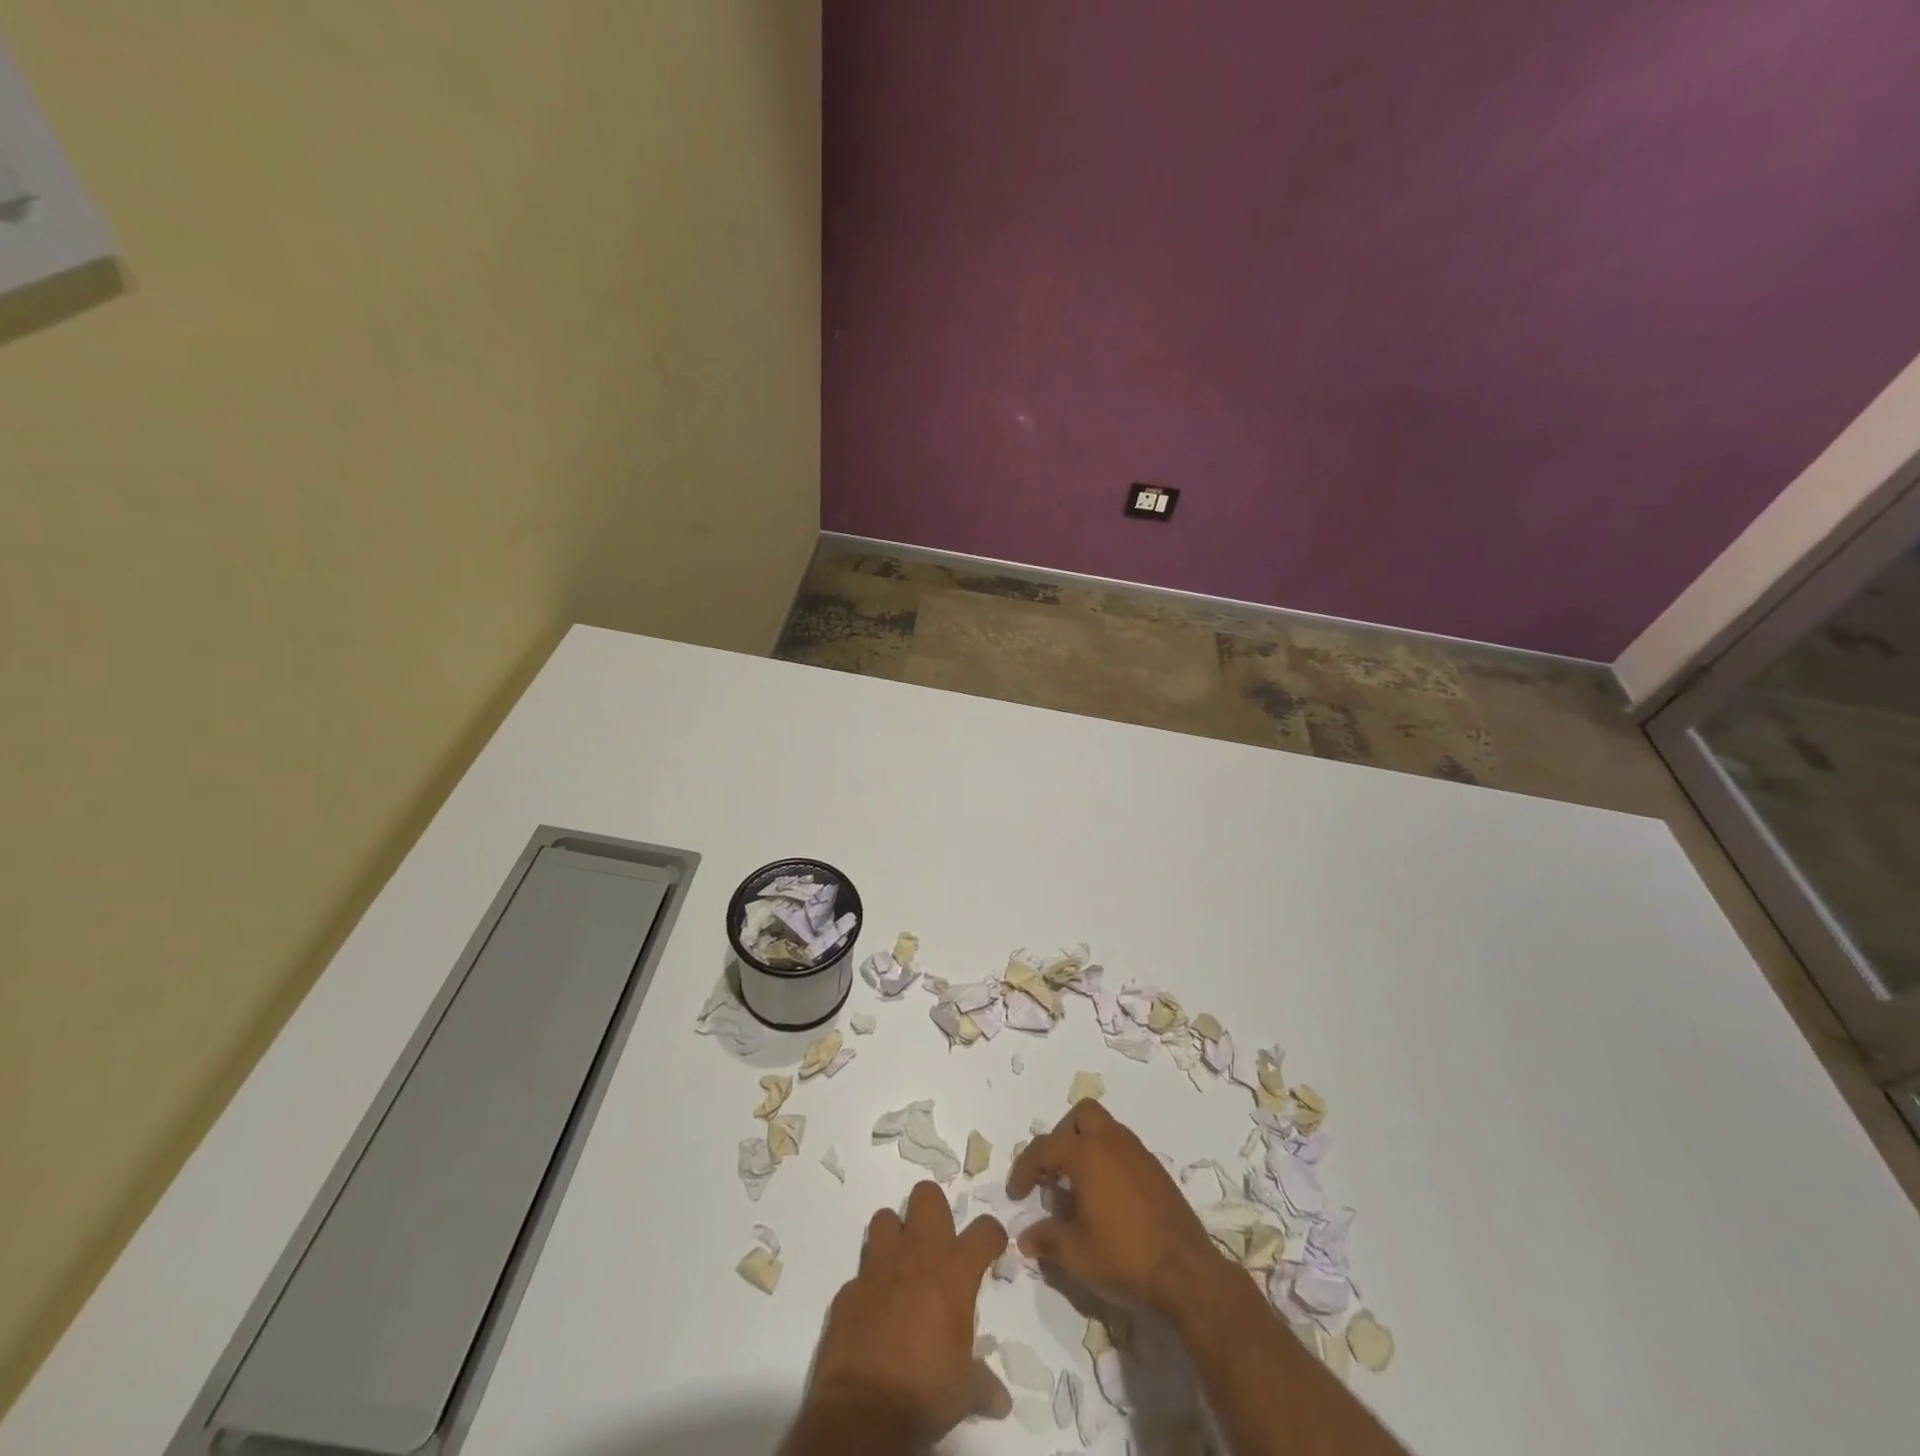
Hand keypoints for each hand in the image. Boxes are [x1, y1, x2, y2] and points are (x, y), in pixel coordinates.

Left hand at [804, 1182, 1010, 1445]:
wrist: (862, 1413)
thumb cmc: (924, 1393)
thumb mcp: (963, 1392)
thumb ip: (982, 1383)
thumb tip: (1001, 1400)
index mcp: (953, 1273)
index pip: (984, 1231)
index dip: (991, 1236)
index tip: (991, 1248)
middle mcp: (916, 1256)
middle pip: (926, 1196)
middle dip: (933, 1211)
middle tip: (937, 1243)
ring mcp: (877, 1268)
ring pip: (885, 1219)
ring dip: (894, 1236)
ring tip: (900, 1266)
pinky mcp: (848, 1289)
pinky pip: (860, 1272)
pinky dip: (868, 1285)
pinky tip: (873, 1310)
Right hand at [1008, 1098, 1220, 1317]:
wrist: (1187, 1272)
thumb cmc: (1124, 1257)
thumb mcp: (1075, 1254)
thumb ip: (1046, 1239)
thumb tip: (1026, 1237)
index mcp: (1087, 1153)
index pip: (1044, 1148)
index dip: (1024, 1169)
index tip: (1016, 1195)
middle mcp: (1112, 1141)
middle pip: (1081, 1116)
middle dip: (1062, 1137)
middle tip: (1054, 1171)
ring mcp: (1138, 1153)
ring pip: (1105, 1129)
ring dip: (1087, 1147)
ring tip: (1078, 1187)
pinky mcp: (1156, 1171)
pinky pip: (1123, 1150)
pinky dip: (1108, 1162)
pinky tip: (1106, 1198)